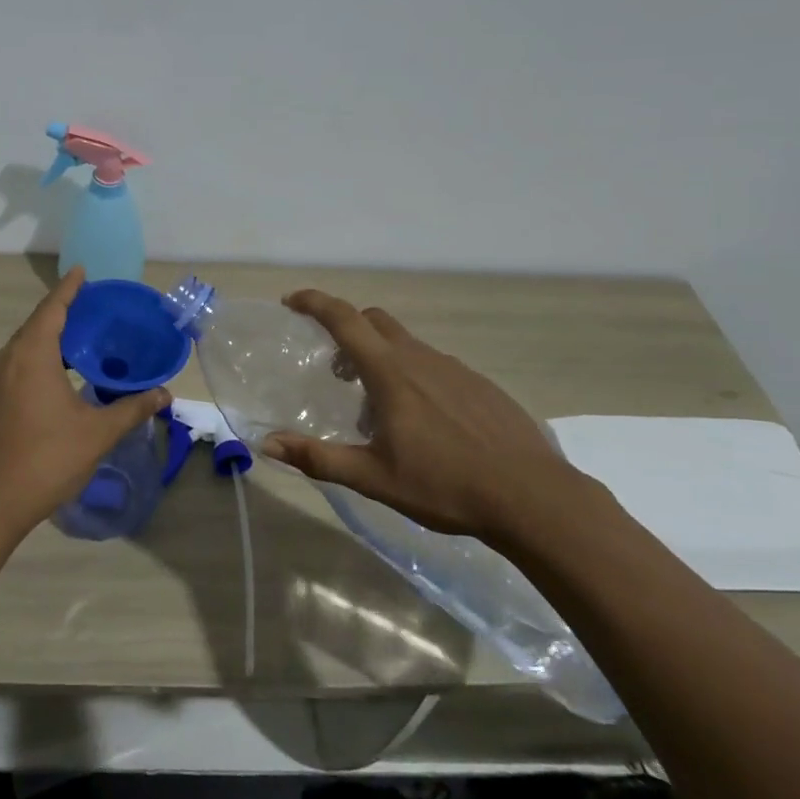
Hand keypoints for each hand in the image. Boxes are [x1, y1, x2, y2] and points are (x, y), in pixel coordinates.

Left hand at [0, 267, 170, 534]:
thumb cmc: (48, 458)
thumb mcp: (98, 432)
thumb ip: (131, 408)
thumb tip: (164, 394)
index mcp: (32, 356)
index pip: (52, 309)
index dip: (68, 288)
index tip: (82, 271)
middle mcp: (9, 359)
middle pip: (37, 323)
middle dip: (62, 309)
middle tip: (92, 303)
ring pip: (25, 344)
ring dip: (50, 333)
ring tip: (81, 333)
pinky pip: (18, 362)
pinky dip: (40, 354)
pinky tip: (61, 369)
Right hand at [261, 289, 589, 542]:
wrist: (533, 497)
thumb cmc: (445, 485)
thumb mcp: (373, 477)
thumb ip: (318, 458)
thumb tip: (267, 443)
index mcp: (389, 372)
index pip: (343, 319)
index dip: (314, 303)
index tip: (291, 301)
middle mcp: (419, 358)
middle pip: (374, 322)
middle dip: (347, 331)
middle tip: (336, 370)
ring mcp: (455, 368)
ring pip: (405, 345)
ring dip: (381, 360)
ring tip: (379, 410)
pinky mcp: (480, 385)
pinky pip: (434, 366)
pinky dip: (414, 376)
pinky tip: (424, 422)